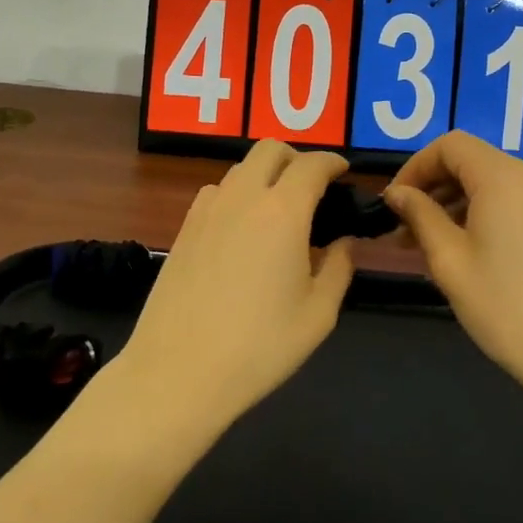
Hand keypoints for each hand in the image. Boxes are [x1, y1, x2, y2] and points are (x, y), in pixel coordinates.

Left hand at [115, 140, 355, 437]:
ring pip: (240, 169)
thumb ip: (338, 269)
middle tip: (313, 187)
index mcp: (283, 211)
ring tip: (278, 211)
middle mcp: (243, 197)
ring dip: (265, 175)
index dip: (333, 162)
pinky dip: (236, 194)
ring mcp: (207, 210)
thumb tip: (344, 243)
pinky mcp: (184, 229)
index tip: (345, 172)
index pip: (312, 165)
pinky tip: (241, 228)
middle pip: (270, 149)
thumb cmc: (259, 346)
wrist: (178, 372)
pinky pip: (216, 192)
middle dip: (297, 158)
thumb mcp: (318, 315)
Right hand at [386, 132, 522, 399]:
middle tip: (403, 229)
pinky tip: (465, 248)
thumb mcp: (449, 261)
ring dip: (455, 202)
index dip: (415, 167)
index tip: (393, 204)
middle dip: (433, 188)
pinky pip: (512, 198)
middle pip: (471, 160)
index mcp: (504, 176)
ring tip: (427, 244)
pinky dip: (482, 211)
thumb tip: (396, 193)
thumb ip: (419, 215)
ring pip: (491, 180)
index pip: (449, 145)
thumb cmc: (507, 308)